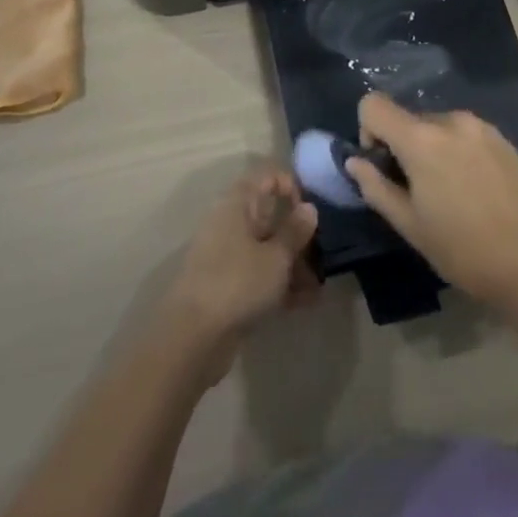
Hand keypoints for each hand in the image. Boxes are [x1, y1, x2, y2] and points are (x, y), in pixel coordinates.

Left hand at [160, 165, 318, 379]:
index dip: (291, 185)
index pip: (266, 178)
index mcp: (237, 205)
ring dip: (294, 263)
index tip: (312, 208)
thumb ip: (295, 231)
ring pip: (267, 249)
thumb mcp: (276, 256)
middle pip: (269, 216)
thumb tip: (309, 207)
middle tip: (324, 251)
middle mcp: (230, 224)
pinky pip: (260, 276)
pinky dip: (281, 284)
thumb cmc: (238, 283)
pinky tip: (307, 301)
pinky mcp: (229, 287)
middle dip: (298, 233)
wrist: (193, 338)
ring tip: (319, 284)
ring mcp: (228, 257)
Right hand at [345, 91, 517, 309]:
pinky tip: (473, 188)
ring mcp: (480, 126)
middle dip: (402, 146)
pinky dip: (456, 151)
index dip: (368, 131)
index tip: (384, 166)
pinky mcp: (502, 137)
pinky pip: (463, 133)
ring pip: (436, 126)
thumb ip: (375, 187)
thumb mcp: (409, 224)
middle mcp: (450, 120)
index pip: (373, 104)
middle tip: (417, 190)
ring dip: (431, 148)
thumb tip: (355, 162)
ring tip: (449, 192)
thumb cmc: (462, 249)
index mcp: (421, 139)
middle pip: (407, 118)